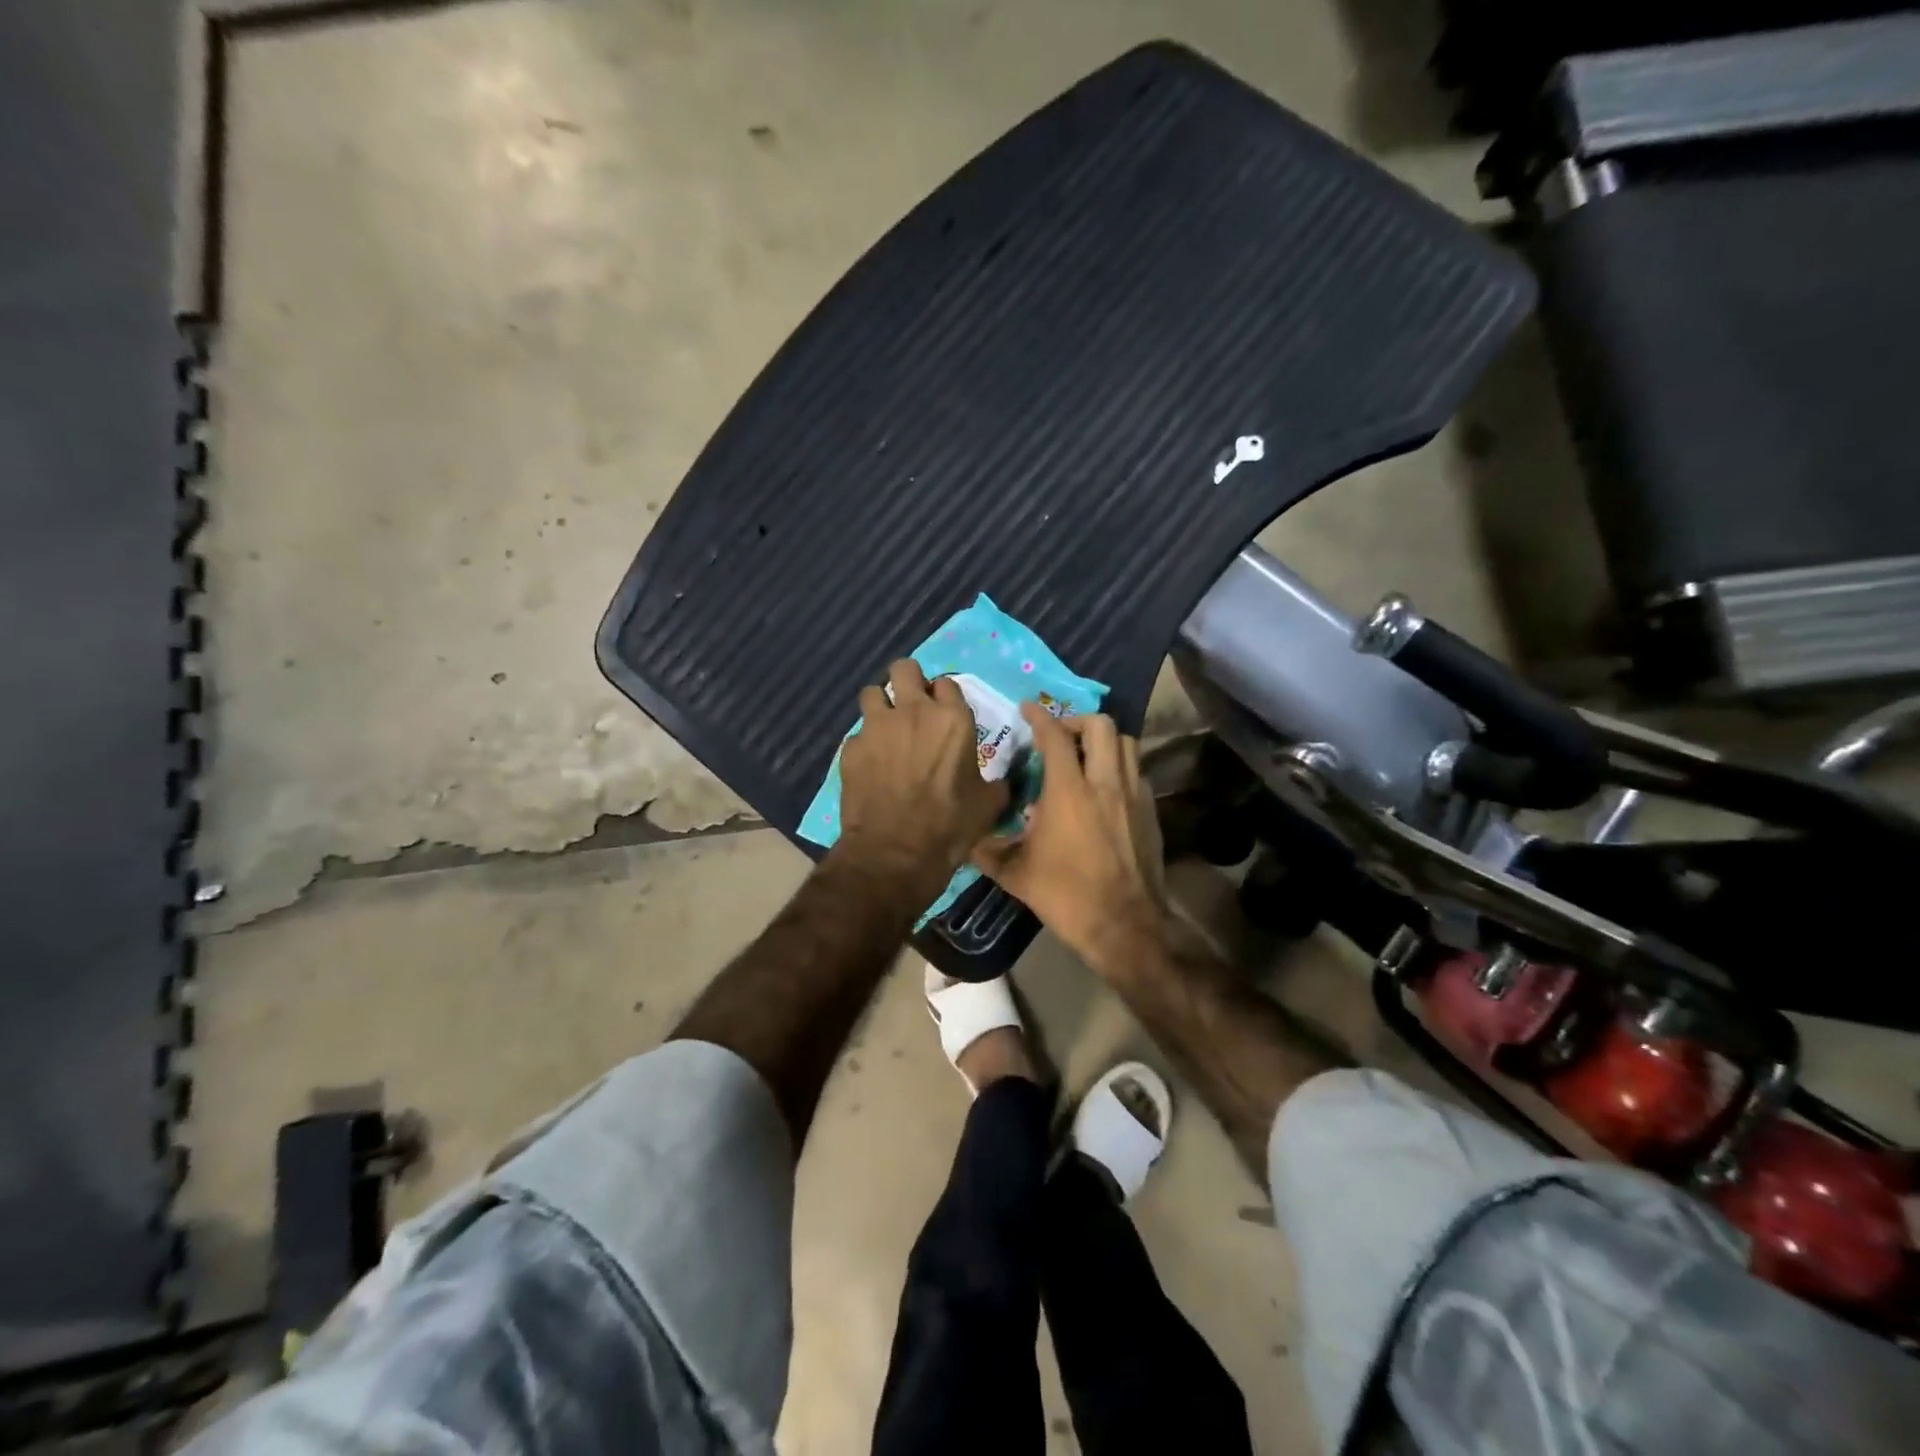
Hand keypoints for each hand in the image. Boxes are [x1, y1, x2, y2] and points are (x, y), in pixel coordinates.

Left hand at [837, 659, 1007, 898]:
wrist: (894, 854)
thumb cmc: (949, 826)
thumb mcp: (988, 805)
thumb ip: (995, 782)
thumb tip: (1002, 781)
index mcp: (952, 719)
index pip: (947, 682)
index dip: (945, 696)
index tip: (944, 713)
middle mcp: (912, 712)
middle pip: (904, 668)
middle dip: (907, 680)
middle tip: (911, 704)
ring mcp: (876, 727)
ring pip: (872, 693)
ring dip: (880, 705)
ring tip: (886, 729)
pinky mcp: (850, 748)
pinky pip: (857, 734)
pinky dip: (864, 744)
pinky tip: (870, 766)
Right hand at [971, 707, 1166, 971]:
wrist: (1124, 925)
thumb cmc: (1065, 896)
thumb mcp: (1015, 874)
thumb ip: (987, 849)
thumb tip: (965, 836)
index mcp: (1068, 791)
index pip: (1054, 736)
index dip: (1039, 716)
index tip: (1027, 708)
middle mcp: (1105, 783)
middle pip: (1100, 725)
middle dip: (1076, 720)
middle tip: (1059, 735)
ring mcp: (1133, 795)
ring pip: (1126, 743)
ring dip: (1103, 740)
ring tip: (1084, 755)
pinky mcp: (1150, 812)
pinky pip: (1137, 771)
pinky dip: (1119, 766)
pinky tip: (1104, 789)